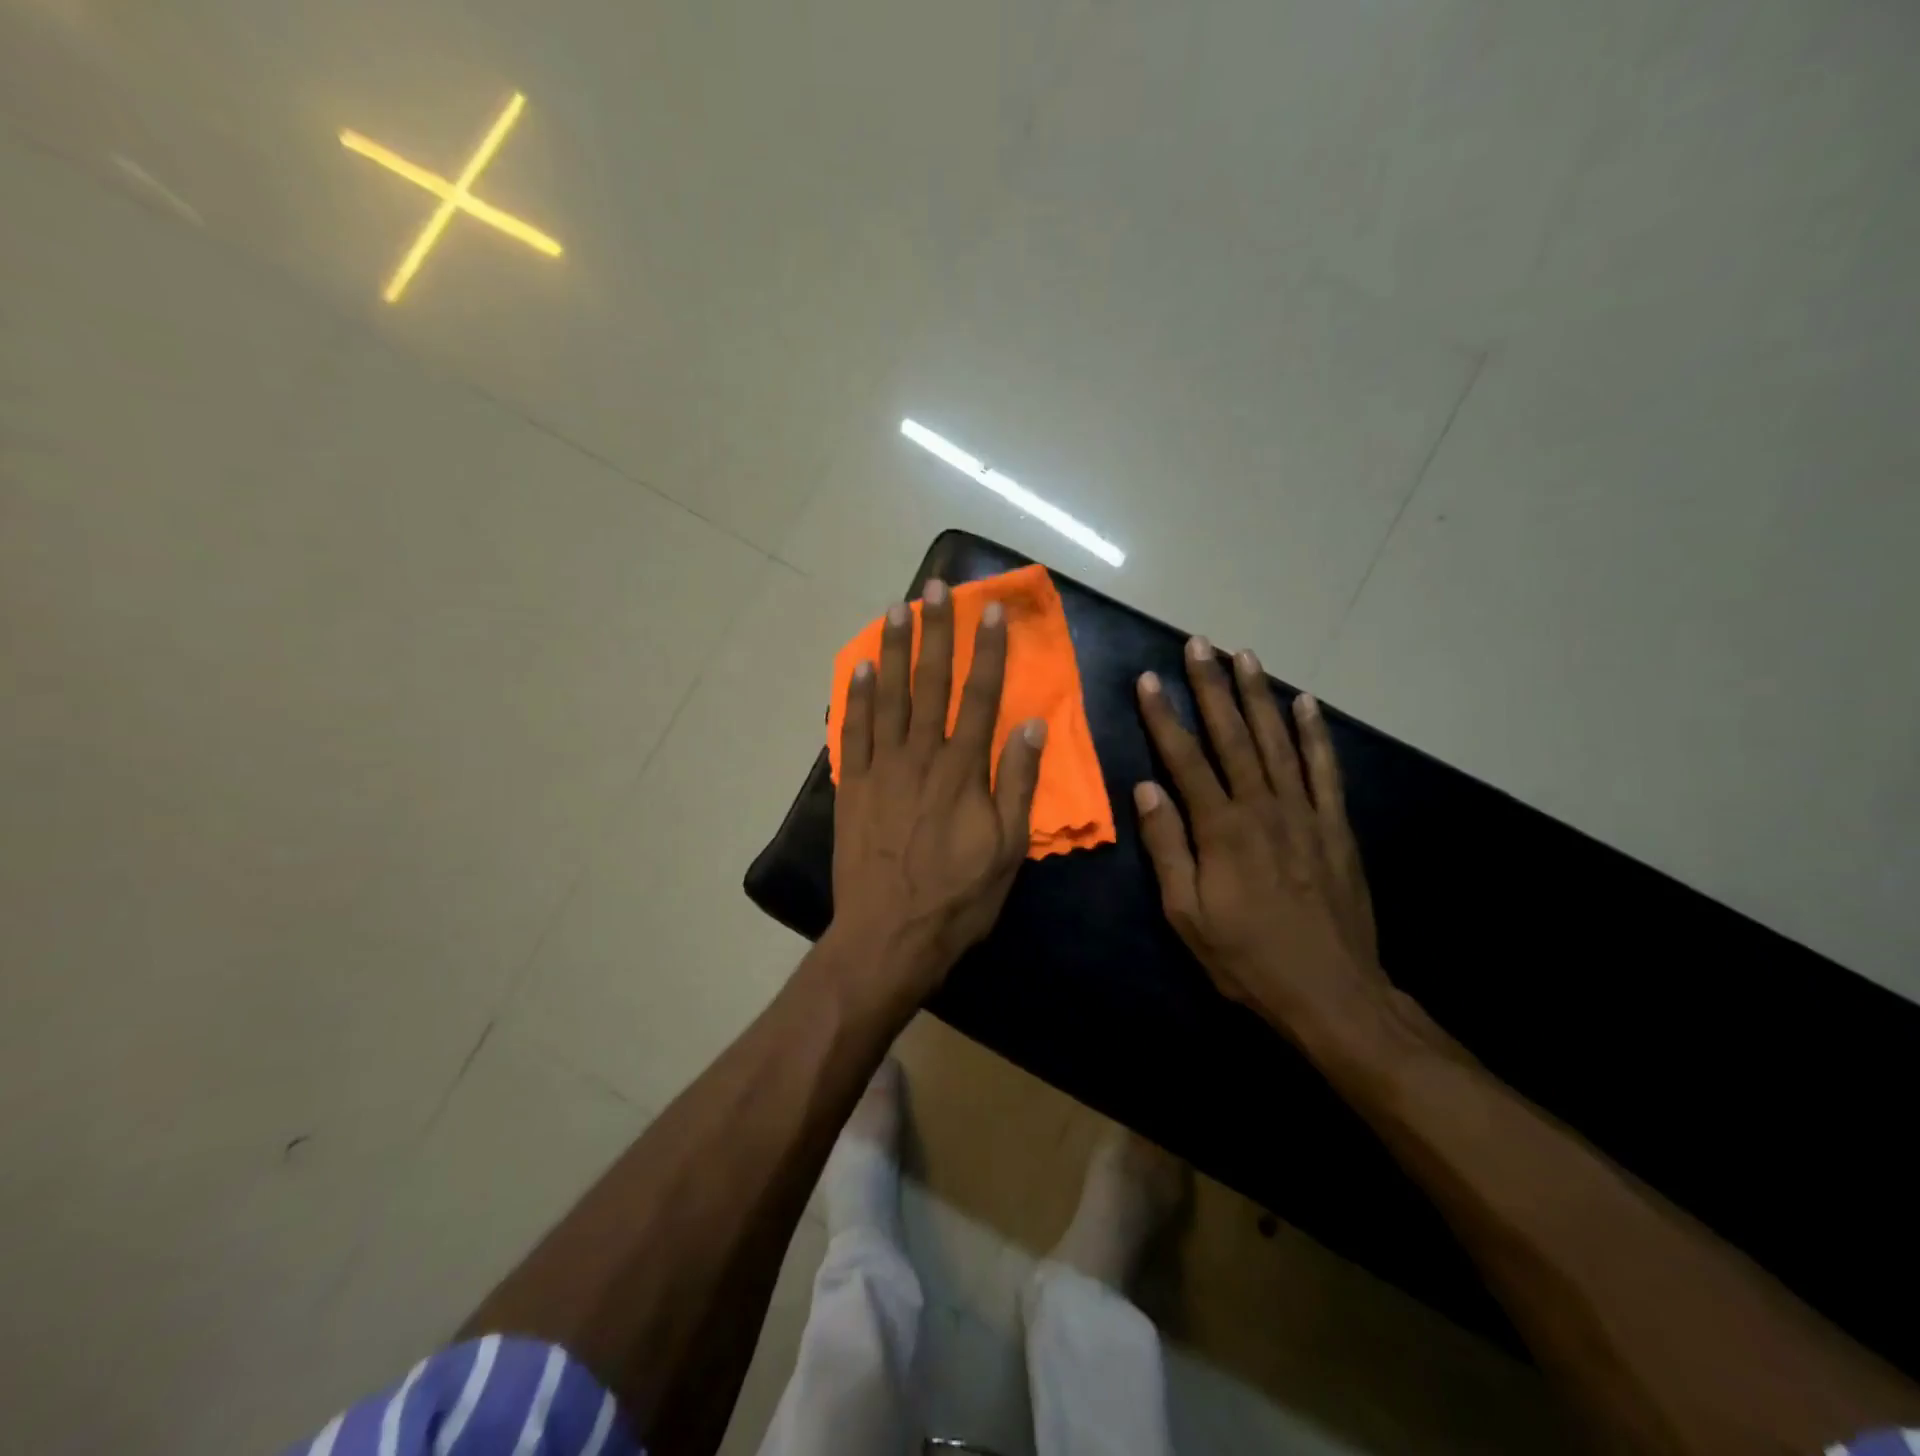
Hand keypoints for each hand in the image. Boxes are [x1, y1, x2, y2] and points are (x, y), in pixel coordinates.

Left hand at [831, 579, 1045, 995]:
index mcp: (963, 770)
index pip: (980, 697)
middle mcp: (920, 757)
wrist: (888, 936)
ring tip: (895, 610)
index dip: (987, 651)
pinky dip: (856, 697)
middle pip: (930, 684)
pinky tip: (859, 667)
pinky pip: (852, 731)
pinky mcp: (851, 786)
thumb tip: (1031, 726)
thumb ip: (1018, 784)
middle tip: (935, 589)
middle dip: (935, 633)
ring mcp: (880, 768)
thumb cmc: (957, 897)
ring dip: (892, 651)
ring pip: (887, 697)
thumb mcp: (1007, 850)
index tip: (989, 610)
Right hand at [1133, 636, 1383, 1029]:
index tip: (1149, 679)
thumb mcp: (1187, 914)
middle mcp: (1263, 806)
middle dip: (1212, 686)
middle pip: (1232, 735)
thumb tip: (1145, 787)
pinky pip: (1324, 768)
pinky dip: (1315, 733)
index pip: (1185, 758)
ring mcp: (1304, 811)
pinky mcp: (1335, 825)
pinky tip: (1305, 703)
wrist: (1332, 992)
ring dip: (1259, 695)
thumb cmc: (1247, 957)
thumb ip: (1167, 846)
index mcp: (1221, 828)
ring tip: (1245, 655)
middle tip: (1199, 644)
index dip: (1164, 716)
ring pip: (1278, 740)